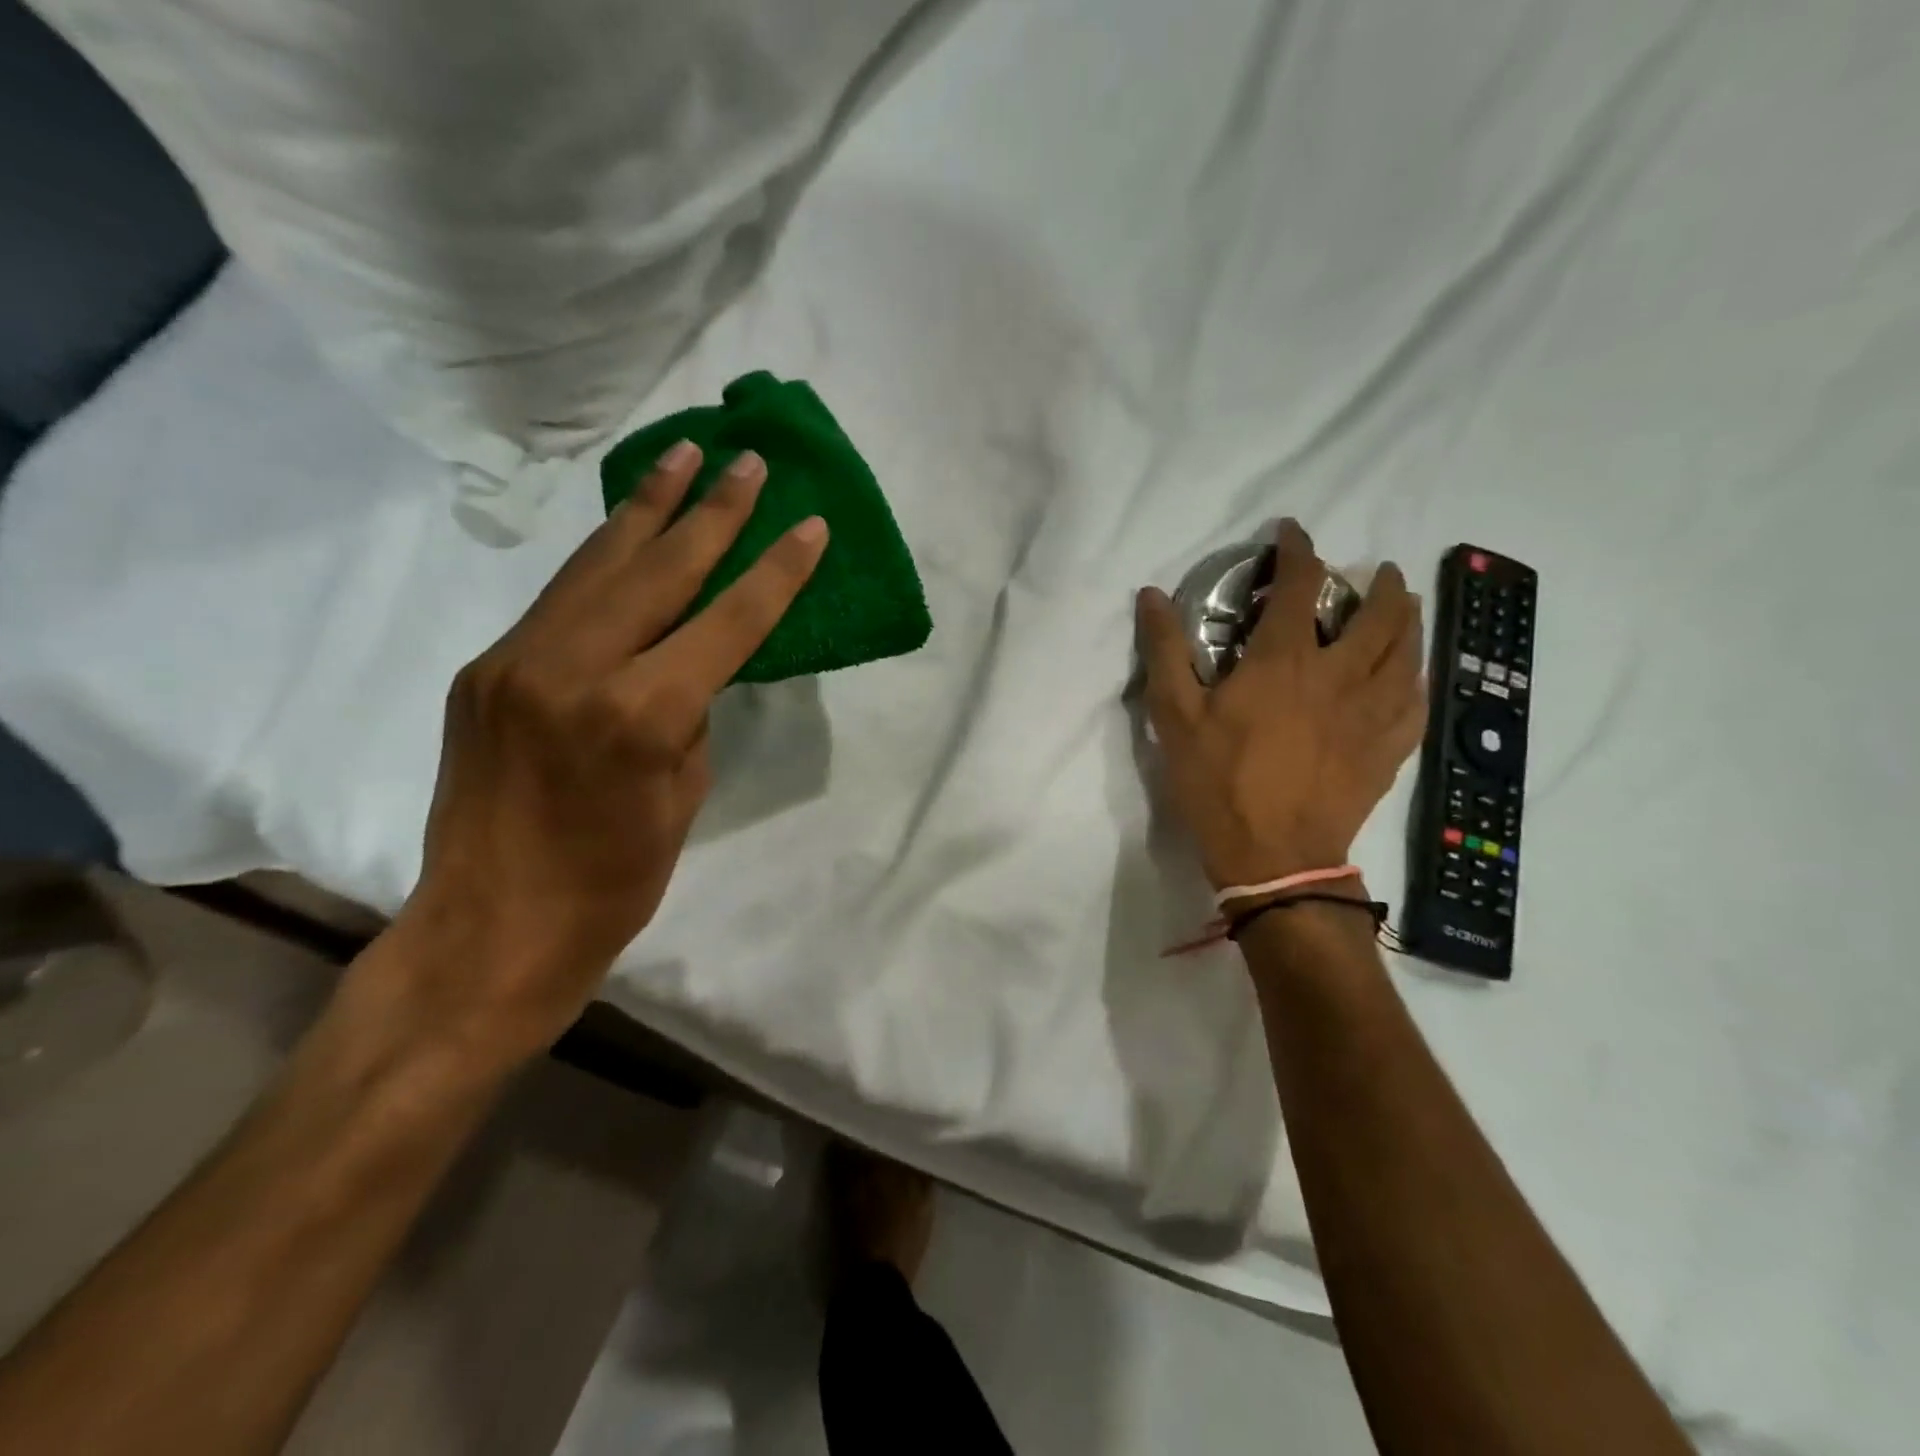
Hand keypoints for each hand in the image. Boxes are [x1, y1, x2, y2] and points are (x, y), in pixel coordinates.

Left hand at [389, 443, 826, 1062]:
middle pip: (659, 570)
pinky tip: (627, 534)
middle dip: (713, 512)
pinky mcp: (484, 670)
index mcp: (639, 714)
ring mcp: (516, 662)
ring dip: (646, 510)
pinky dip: (602, 561)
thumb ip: (690, 714)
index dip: (775, 572)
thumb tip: (689, 664)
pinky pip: (558, 600)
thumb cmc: (613, 883)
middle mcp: (573, 669)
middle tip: (748, 462)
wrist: (492, 930)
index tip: (809, 525)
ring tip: (681, 456)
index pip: (726, 622)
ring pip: (597, 566)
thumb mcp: (683, 796)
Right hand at [1136, 520, 1425, 892]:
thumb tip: (1151, 595)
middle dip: (1379, 583)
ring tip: (1402, 609)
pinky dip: (1417, 675)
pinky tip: (1411, 674)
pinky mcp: (1389, 748)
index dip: (1299, 549)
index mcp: (1285, 661)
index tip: (1292, 532)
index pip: (1301, 585)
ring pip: (1409, 651)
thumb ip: (1166, 651)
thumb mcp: (1175, 717)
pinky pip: (1418, 699)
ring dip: (1408, 620)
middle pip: (1379, 613)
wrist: (1273, 855)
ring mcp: (1373, 712)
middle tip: (1374, 573)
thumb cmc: (1218, 782)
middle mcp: (1340, 675)